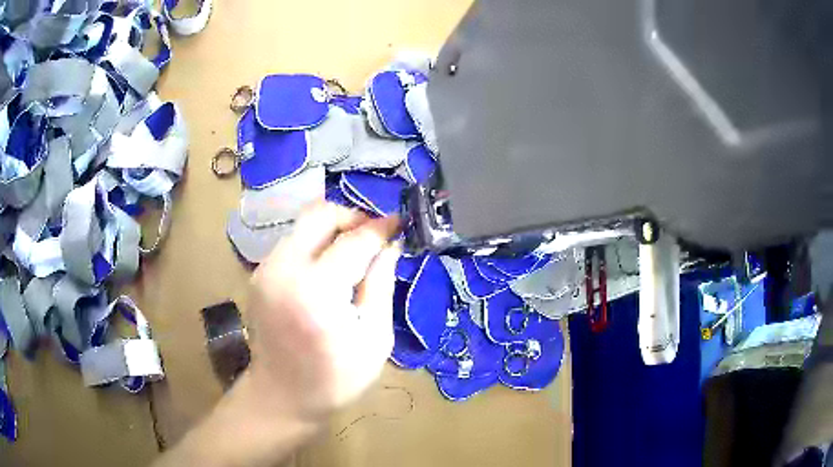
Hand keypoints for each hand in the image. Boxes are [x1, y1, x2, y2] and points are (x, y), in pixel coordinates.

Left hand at [245, 202, 400, 421]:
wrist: (281, 396)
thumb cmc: (335, 379)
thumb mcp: (374, 339)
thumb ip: (381, 285)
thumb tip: (390, 245)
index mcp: (315, 292)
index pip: (354, 241)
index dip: (380, 228)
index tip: (399, 223)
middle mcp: (283, 270)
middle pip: (320, 214)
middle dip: (352, 217)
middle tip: (373, 238)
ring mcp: (266, 269)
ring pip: (304, 224)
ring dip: (334, 231)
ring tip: (355, 256)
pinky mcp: (259, 274)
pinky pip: (293, 242)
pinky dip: (316, 245)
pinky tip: (330, 269)